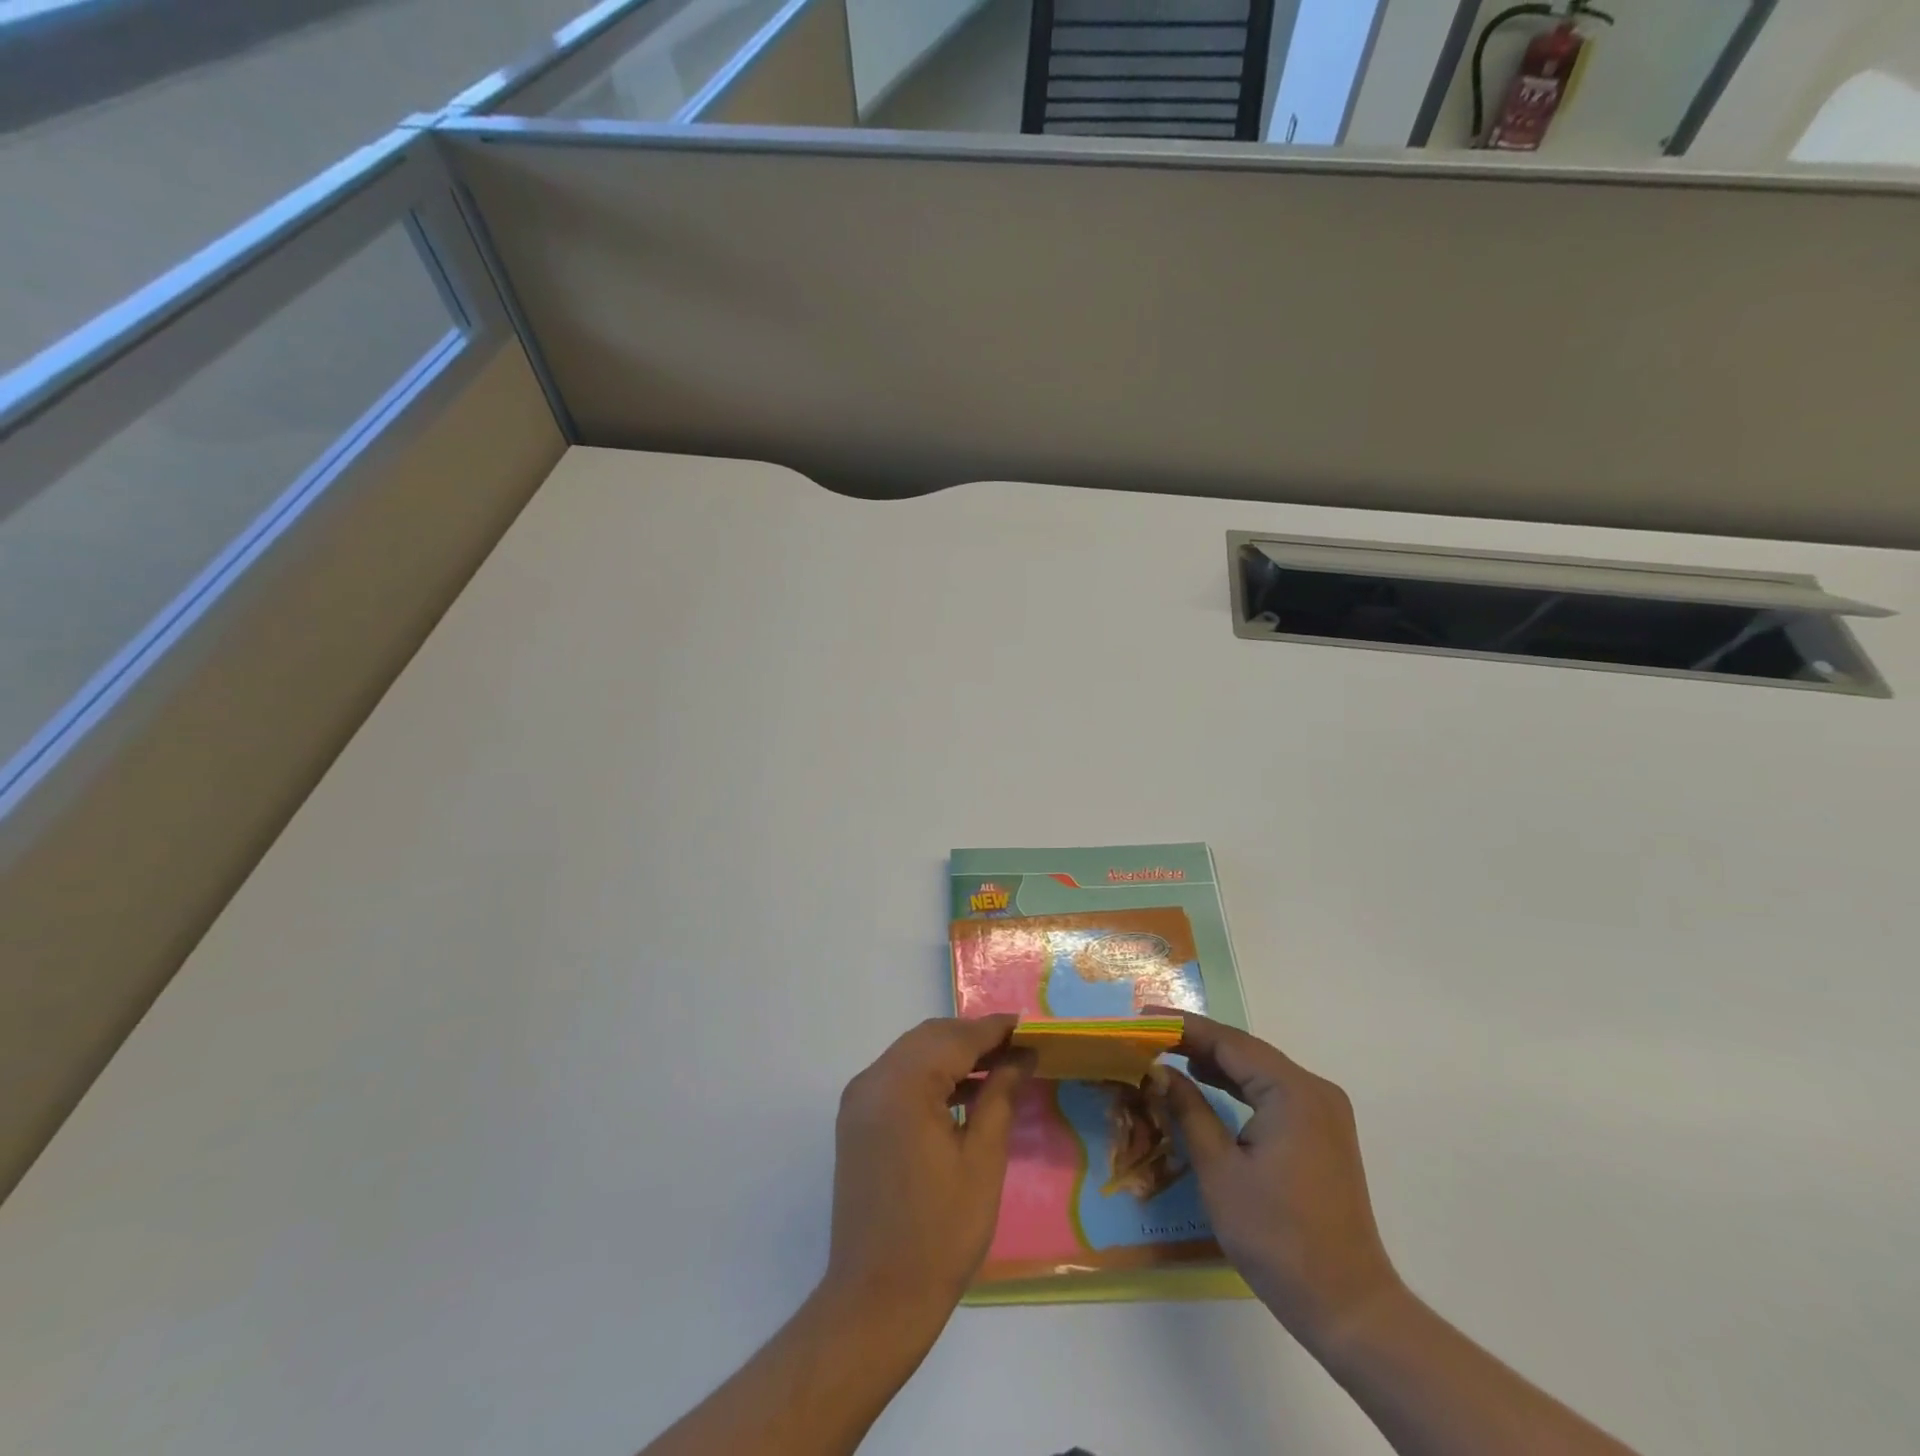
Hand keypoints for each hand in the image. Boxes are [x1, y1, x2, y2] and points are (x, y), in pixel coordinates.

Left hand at [821, 1016, 1029, 1337]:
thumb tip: (1021, 1055)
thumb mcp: (982, 1160)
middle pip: (930, 1038)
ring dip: (952, 1054)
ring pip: (912, 1053)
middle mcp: (874, 1080)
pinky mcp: (856, 1120)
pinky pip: (898, 1077)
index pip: (956, 1038)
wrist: (876, 1298)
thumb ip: (1000, 1095)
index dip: (994, 1029)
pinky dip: (930, 1075)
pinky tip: (962, 1091)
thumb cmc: (940, 1232)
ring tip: (997, 1067)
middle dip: (973, 1038)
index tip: (1028, 1026)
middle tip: (1016, 1048)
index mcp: (903, 1085)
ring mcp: (860, 1099)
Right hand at [1147, 1008, 1403, 1354]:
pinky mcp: (1322, 1133)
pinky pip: (1272, 1092)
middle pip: (1245, 1050)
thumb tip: (1159, 1071)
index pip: (1228, 1041)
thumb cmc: (1276, 1236)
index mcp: (1292, 1091)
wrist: (1347, 1306)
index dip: (1182, 1026)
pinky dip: (1237, 1085)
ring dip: (1215, 1062)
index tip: (1141, 1016)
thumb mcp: (1219, 1169)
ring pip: (1258, 1070)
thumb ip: (1188, 1109)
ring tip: (1167, 1053)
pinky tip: (1207, 1082)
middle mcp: (1313, 1090)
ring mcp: (1322, 1112)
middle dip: (1196, 1040)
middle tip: (1148, 1034)